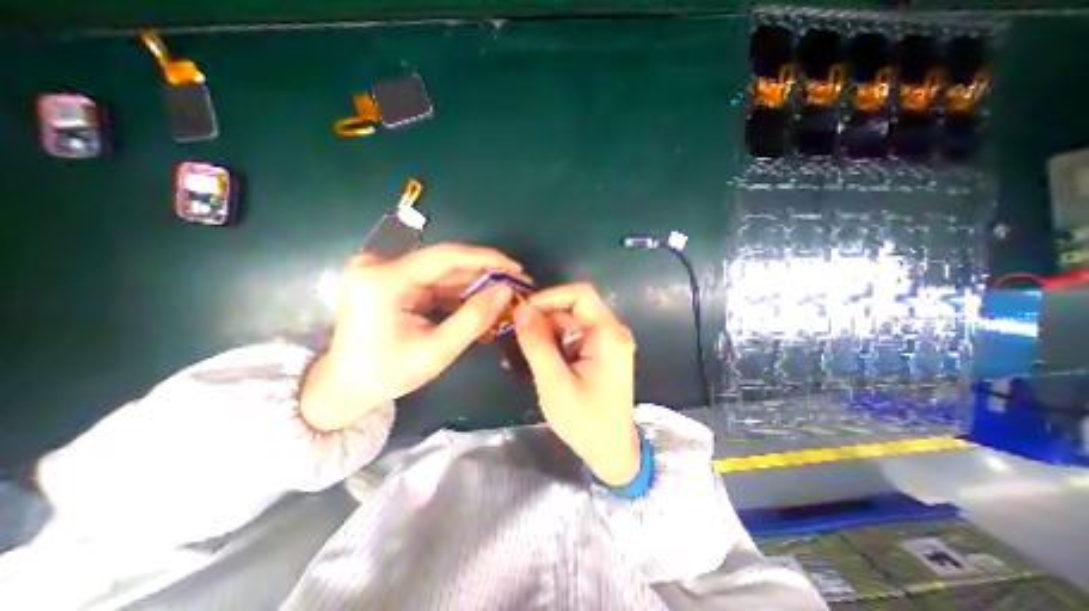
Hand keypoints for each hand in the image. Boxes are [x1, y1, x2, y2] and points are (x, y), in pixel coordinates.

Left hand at [295, 241, 518, 432]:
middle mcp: (381, 265)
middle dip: (484, 274)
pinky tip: (478, 304)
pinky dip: (457, 293)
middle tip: (515, 286)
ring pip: (442, 272)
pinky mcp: (390, 279)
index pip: (447, 256)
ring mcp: (384, 270)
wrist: (344, 386)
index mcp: (385, 279)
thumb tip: (506, 291)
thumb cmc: (387, 374)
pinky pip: (433, 281)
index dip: (487, 259)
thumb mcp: (437, 351)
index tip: (516, 269)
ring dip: (473, 285)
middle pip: (446, 262)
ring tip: (502, 298)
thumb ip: (474, 319)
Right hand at [511, 282, 639, 487]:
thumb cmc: (586, 422)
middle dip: (544, 314)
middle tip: (517, 330)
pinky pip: (573, 333)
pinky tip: (538, 354)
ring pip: (571, 319)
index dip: (550, 296)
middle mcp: (612, 331)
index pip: (580, 294)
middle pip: (574, 306)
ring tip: (523, 345)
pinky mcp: (600, 350)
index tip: (523, 311)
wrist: (612, 451)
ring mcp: (607, 340)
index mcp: (608, 335)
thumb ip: (537, 344)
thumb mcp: (555, 384)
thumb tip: (521, 310)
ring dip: (546, 328)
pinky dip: (554, 339)